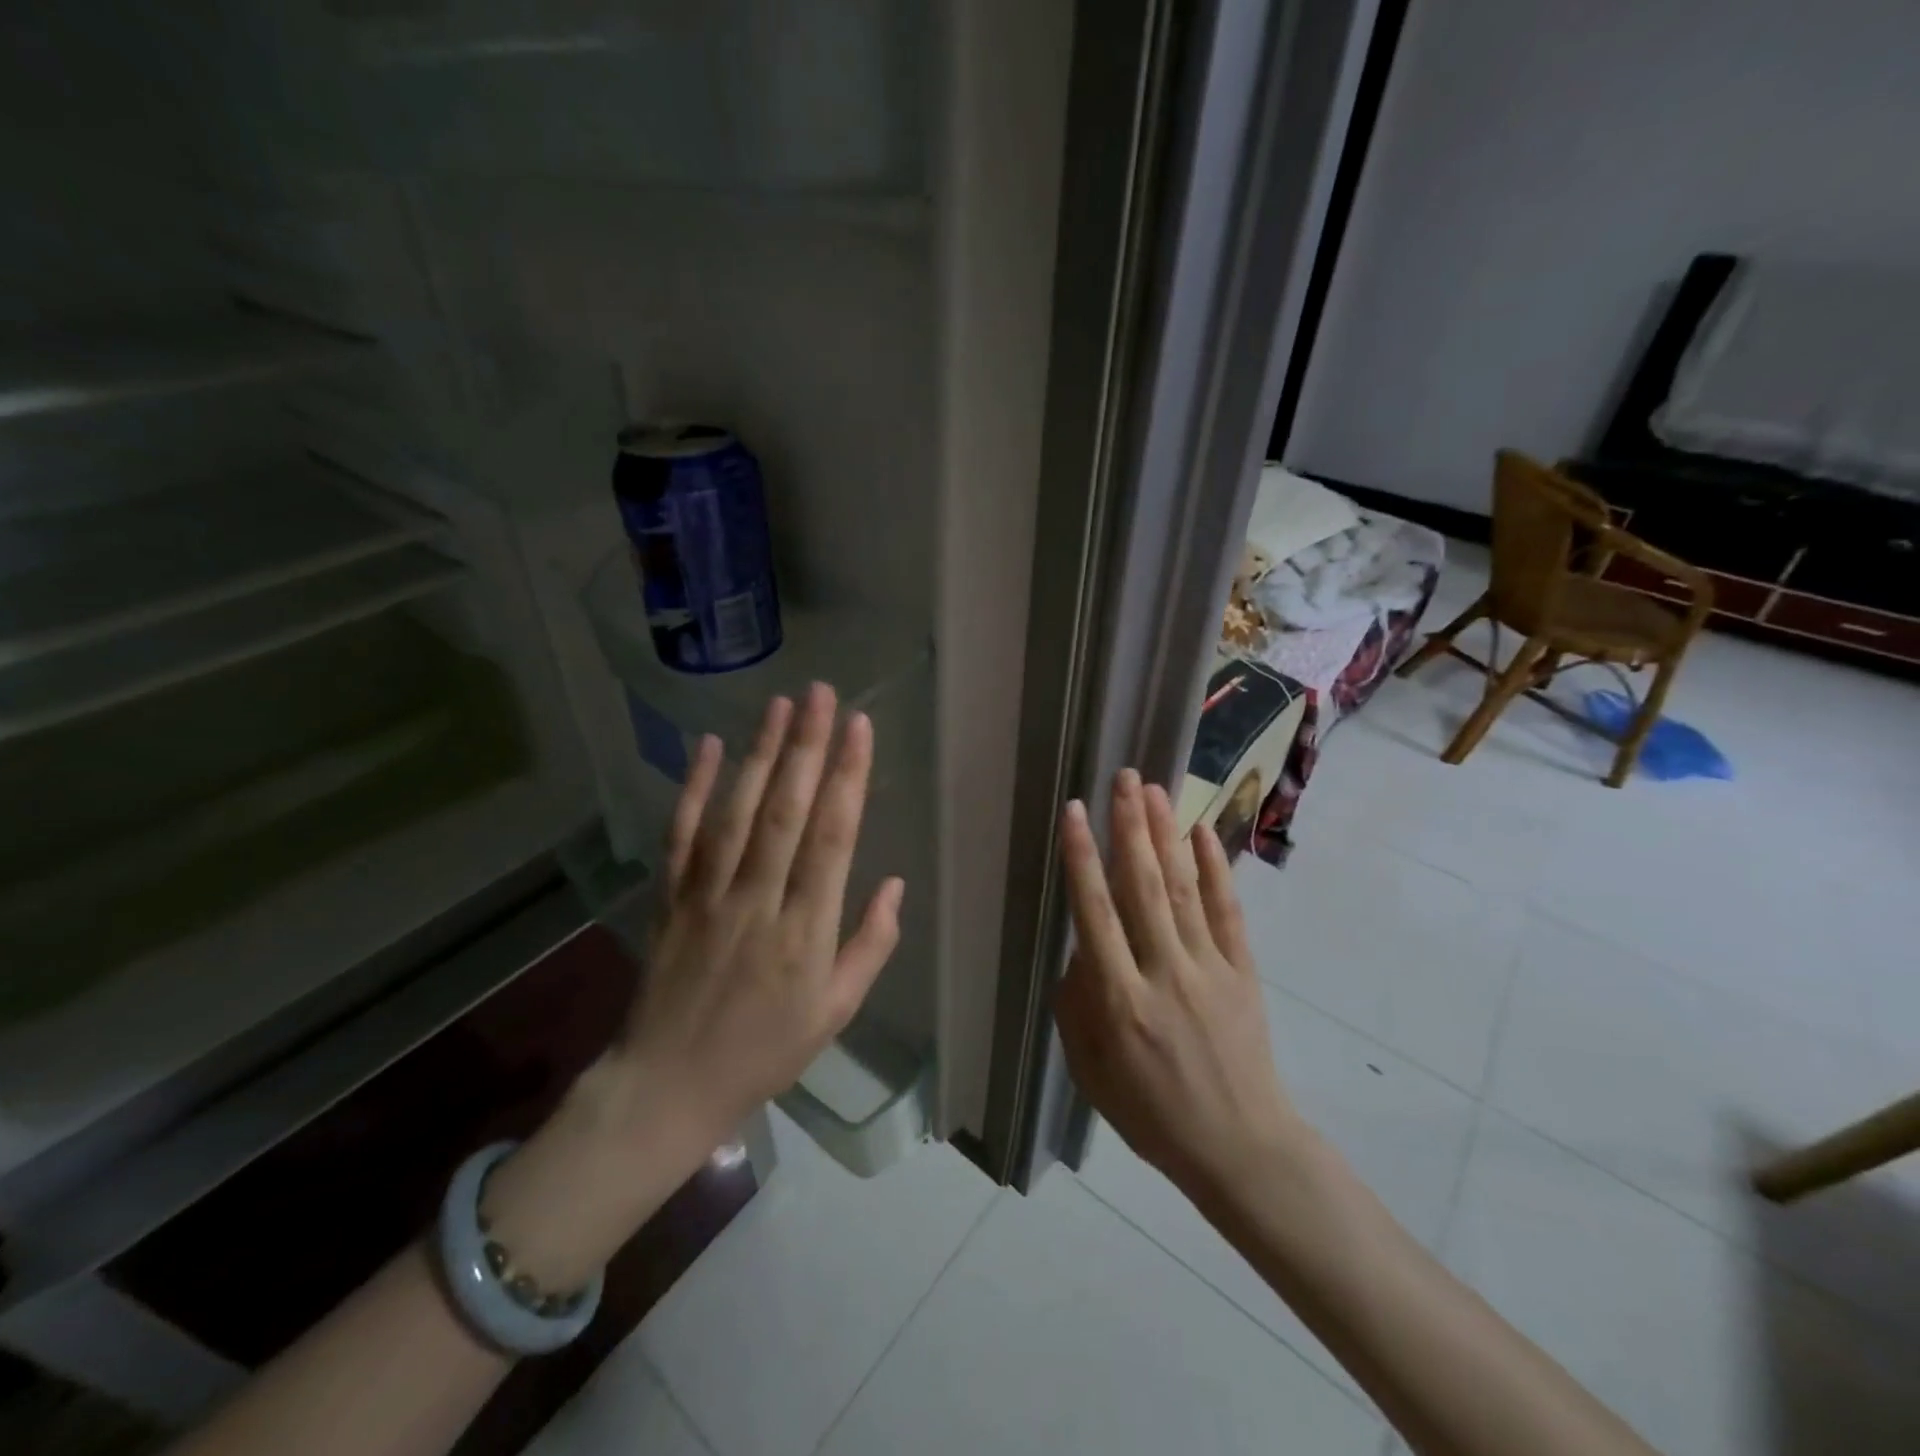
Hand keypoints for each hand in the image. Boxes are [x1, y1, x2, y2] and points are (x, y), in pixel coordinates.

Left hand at [483, 685, 901, 1287]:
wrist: (669, 1086)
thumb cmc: (766, 1051)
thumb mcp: (837, 1013)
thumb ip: (871, 945)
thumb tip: (895, 883)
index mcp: (805, 932)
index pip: (832, 839)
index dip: (848, 778)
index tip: (860, 728)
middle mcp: (757, 901)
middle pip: (786, 812)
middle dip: (807, 747)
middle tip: (822, 694)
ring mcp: (707, 896)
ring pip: (737, 813)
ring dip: (761, 755)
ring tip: (780, 705)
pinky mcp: (670, 898)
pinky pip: (682, 835)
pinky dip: (694, 788)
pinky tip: (711, 746)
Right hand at [1054, 769, 1298, 1204]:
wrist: (1241, 1147)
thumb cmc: (1152, 1114)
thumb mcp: (1090, 1072)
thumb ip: (1076, 1005)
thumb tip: (1080, 946)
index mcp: (1120, 1000)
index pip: (1095, 913)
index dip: (1082, 857)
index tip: (1075, 812)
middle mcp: (1164, 973)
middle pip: (1142, 886)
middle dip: (1130, 827)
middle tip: (1123, 778)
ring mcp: (1209, 969)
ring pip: (1182, 889)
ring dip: (1166, 835)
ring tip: (1154, 790)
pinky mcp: (1243, 972)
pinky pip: (1228, 912)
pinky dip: (1215, 870)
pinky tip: (1202, 833)